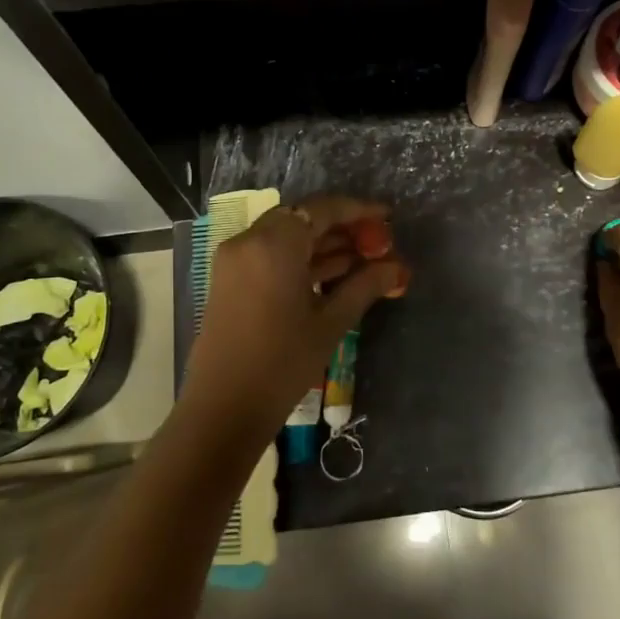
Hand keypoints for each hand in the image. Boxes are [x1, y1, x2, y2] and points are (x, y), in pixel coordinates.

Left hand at [181, 195, 409, 432]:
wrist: (223, 408)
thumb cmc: (282, 363)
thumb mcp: (330, 323)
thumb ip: (364, 286)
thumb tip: (396, 267)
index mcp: (273, 244)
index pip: (322, 209)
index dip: (358, 210)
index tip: (387, 217)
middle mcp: (249, 241)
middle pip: (302, 219)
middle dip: (341, 228)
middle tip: (377, 242)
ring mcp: (235, 260)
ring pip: (286, 237)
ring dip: (323, 245)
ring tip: (365, 260)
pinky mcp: (230, 280)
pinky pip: (271, 255)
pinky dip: (300, 260)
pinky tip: (334, 275)